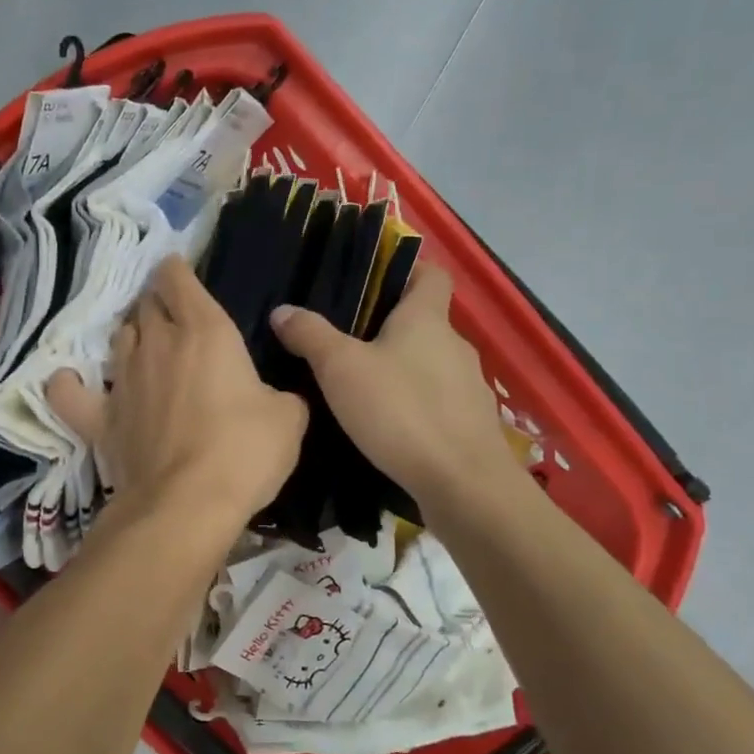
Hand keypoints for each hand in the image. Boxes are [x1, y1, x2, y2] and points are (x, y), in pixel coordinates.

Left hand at [48, 257, 307, 528]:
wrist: (187, 503)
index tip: (178, 270)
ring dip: (129, 336)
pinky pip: (70, 392)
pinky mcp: (100, 418)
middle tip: (170, 315)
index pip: (178, 279)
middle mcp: (157, 344)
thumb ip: (282, 395)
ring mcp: (123, 379)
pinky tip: (71, 381)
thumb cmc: (244, 451)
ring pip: (118, 339)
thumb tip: (274, 399)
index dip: (176, 270)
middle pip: (145, 305)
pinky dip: (69, 384)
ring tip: (141, 345)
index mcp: (205, 331)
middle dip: (156, 302)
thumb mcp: (288, 418)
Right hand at [270, 263, 508, 505]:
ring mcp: (469, 385)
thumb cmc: (400, 411)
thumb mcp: (341, 369)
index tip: (373, 284)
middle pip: (425, 322)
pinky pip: (438, 400)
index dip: (406, 271)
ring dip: (403, 369)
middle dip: (390, 328)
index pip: (431, 274)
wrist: (462, 483)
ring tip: (363, 389)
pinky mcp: (471, 423)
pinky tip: (390, 427)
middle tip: (347, 343)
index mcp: (427, 319)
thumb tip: (282, 310)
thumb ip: (310, 336)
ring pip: (430, 364)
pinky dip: (416, 404)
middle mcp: (455, 344)